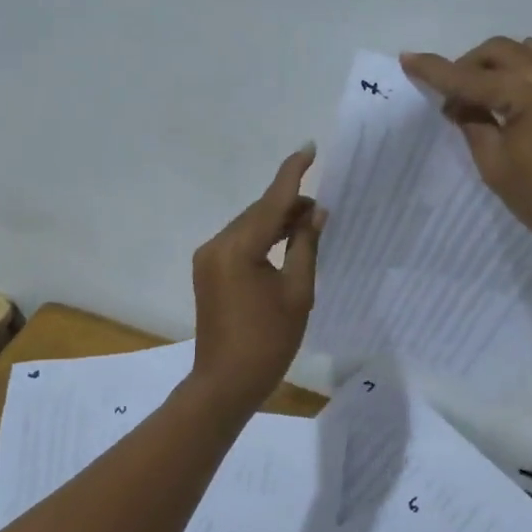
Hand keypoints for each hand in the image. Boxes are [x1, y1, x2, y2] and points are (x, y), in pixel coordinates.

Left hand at [189, 146, 325, 410]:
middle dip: (289, 204)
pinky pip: (240, 243)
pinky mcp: (209, 271)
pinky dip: (263, 238)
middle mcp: (217, 245)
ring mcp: (208, 258)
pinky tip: (285, 242)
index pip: (271, 201)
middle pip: (258, 212)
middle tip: (322, 209)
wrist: (226, 383)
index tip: (309, 148)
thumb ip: (305, 246)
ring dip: (277, 222)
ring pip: (249, 227)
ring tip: (310, 225)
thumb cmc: (268, 341)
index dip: (292, 174)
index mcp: (238, 248)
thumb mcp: (297, 292)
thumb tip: (315, 213)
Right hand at [401, 37, 531, 264]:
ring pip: (526, 51)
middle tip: (453, 98)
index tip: (407, 59)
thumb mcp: (496, 166)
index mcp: (525, 90)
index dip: (434, 70)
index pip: (468, 77)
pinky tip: (517, 103)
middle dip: (468, 66)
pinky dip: (524, 72)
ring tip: (485, 98)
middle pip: (498, 51)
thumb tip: (461, 104)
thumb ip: (474, 125)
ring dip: (498, 65)